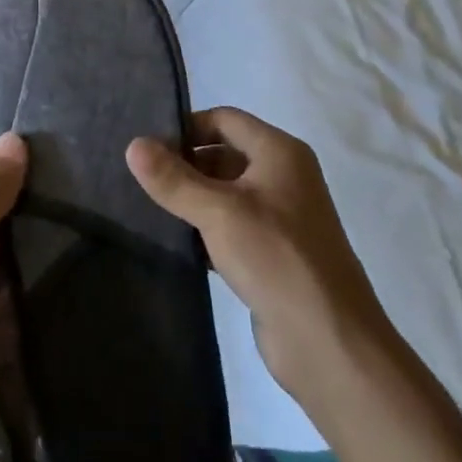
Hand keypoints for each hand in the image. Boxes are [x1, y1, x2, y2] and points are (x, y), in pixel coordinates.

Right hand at [127, 109, 391, 406]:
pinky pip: (232, 227)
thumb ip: (174, 179)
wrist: (329, 342)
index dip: (186, 127)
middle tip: (141, 180)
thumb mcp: (219, 212)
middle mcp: (284, 176)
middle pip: (225, 154)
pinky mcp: (274, 253)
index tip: (147, 148)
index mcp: (280, 152)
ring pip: (226, 193)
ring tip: (148, 208)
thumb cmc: (277, 259)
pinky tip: (176, 243)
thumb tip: (133, 144)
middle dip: (185, 165)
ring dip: (193, 199)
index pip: (224, 119)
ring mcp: (281, 217)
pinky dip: (206, 229)